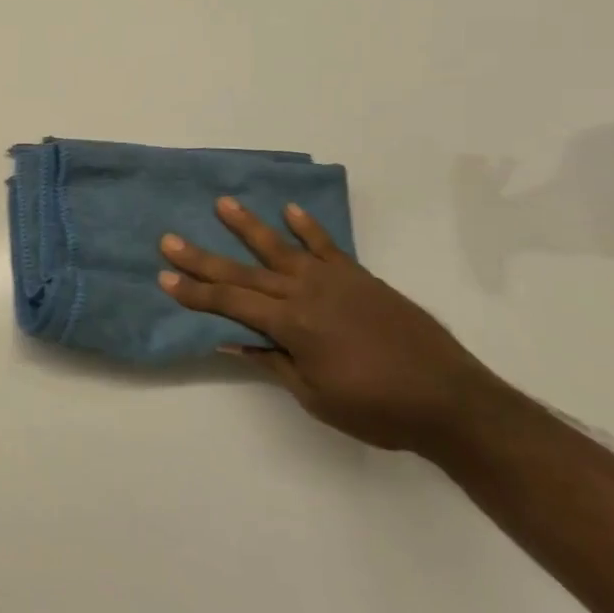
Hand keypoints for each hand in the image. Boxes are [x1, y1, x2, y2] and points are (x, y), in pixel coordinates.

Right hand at [157, 198, 500, 453]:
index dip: (194, 293)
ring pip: (280, 248)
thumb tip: (232, 341)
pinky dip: (307, 227)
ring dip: (248, 226)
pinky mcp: (359, 276)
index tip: (163, 278)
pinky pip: (326, 245)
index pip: (230, 304)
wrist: (449, 399)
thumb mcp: (315, 397)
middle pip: (243, 273)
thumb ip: (273, 362)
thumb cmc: (377, 409)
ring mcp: (333, 280)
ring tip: (222, 203)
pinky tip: (289, 210)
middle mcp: (305, 293)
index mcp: (291, 325)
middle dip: (202, 259)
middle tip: (169, 239)